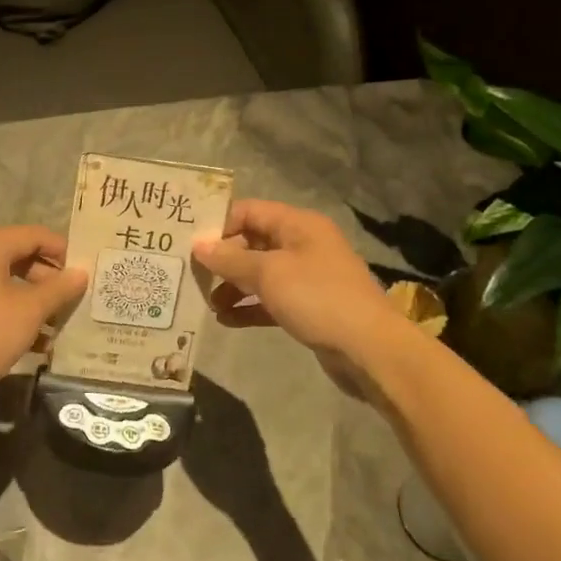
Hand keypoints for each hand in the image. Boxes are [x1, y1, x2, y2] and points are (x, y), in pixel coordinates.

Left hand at [0, 226, 86, 406]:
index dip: (62, 251)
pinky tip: (37, 344)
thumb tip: (81, 273)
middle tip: (72, 301)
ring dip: (35, 302)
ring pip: (8, 283)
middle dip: (49, 280)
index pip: (34, 235)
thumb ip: (59, 289)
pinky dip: (15, 314)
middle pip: (21, 257)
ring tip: (58, 326)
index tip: (83, 273)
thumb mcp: (30, 310)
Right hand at [193, 199, 392, 359]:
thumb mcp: (269, 274)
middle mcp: (303, 245)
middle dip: (223, 259)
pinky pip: (270, 300)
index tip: (191, 243)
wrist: (369, 349)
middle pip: (252, 242)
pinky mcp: (308, 307)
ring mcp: (307, 277)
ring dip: (233, 286)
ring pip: (260, 273)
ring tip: (207, 302)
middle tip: (192, 274)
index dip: (220, 224)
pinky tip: (226, 320)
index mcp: (298, 225)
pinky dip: (249, 307)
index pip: (249, 211)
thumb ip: (230, 259)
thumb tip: (198, 245)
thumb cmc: (317, 298)